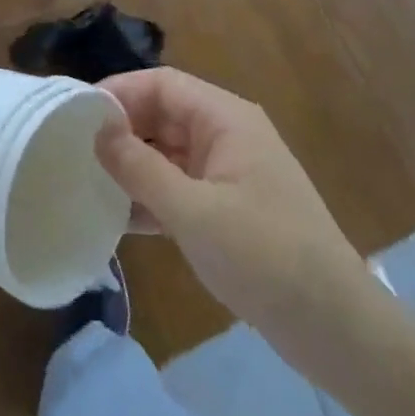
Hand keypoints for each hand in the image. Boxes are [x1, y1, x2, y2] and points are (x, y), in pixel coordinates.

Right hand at [95, 67, 380, 382]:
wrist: (339, 331)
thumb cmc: (266, 257)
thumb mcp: (194, 212)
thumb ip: (140, 168)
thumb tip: (97, 131)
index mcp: (225, 118)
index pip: (162, 84)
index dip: (119, 92)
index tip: (77, 114)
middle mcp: (227, 135)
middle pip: (164, 115)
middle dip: (122, 130)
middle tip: (75, 150)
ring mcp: (230, 173)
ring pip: (169, 152)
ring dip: (133, 166)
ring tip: (87, 181)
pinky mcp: (230, 209)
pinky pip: (180, 187)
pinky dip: (152, 197)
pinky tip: (119, 218)